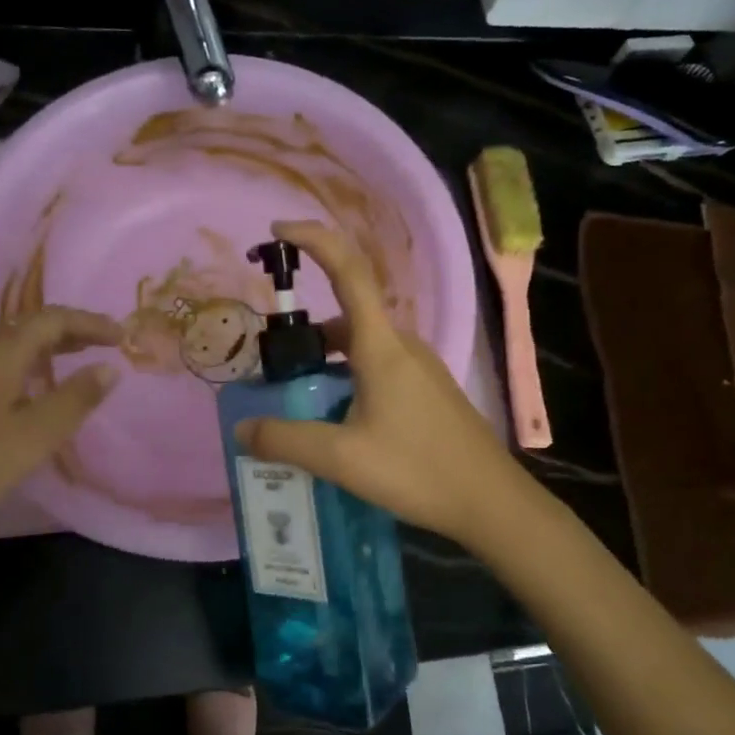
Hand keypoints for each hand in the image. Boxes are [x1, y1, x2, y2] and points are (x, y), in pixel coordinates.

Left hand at [0, 306, 123, 542]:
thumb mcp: (38, 434)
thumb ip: (77, 398)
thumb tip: (109, 368)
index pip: (52, 319)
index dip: (90, 322)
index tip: (122, 336)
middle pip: (30, 326)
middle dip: (71, 330)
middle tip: (106, 343)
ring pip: (12, 345)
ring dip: (50, 346)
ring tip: (79, 359)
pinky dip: (30, 365)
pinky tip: (37, 389)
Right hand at [234, 220, 534, 546]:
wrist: (491, 503)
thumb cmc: (418, 471)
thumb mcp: (342, 459)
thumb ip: (286, 441)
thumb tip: (243, 428)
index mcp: (382, 346)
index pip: (348, 272)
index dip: (314, 241)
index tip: (278, 232)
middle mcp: (402, 346)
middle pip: (346, 317)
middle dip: (305, 335)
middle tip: (273, 369)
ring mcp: (420, 368)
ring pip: (361, 348)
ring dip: (326, 362)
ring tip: (297, 404)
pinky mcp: (428, 392)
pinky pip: (377, 369)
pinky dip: (347, 380)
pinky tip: (337, 423)